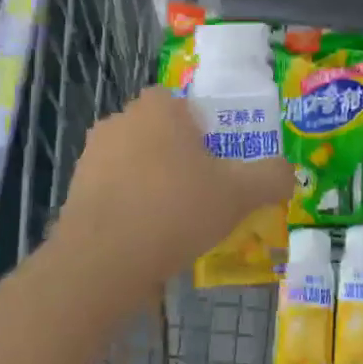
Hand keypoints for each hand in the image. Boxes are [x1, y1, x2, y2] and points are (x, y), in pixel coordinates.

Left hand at [53, 87, 293, 289]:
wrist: (103, 260)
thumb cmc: (176, 210)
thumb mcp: (240, 194)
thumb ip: (271, 177)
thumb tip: (287, 171)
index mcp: (159, 107)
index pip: (183, 104)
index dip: (203, 130)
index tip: (217, 163)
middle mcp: (120, 120)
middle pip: (159, 132)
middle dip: (178, 157)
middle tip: (203, 193)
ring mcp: (92, 155)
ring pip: (135, 162)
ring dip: (153, 182)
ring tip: (176, 221)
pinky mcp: (75, 189)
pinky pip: (114, 190)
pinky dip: (130, 206)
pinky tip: (146, 237)